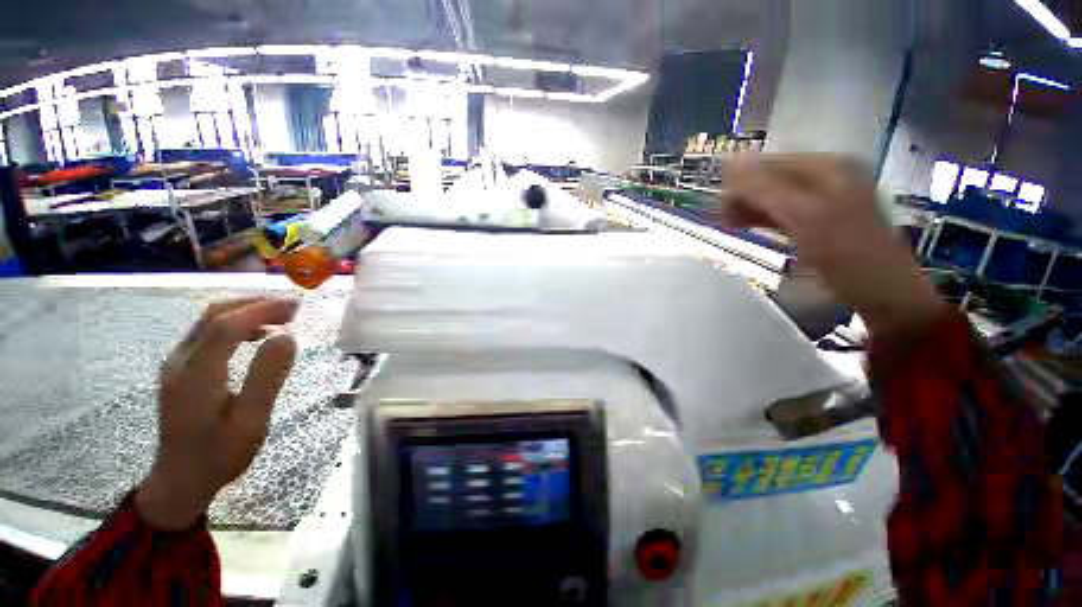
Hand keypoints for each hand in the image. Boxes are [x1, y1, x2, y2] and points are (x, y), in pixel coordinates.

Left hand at [135, 297, 298, 529]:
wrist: (180, 480)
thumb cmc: (220, 455)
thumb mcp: (251, 421)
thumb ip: (267, 377)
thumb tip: (288, 338)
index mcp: (197, 374)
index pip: (227, 326)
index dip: (263, 310)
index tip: (297, 306)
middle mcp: (180, 361)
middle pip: (214, 315)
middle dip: (255, 304)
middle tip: (291, 309)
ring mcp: (176, 364)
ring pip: (208, 321)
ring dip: (245, 312)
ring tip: (281, 318)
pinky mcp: (180, 370)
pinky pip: (206, 333)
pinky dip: (235, 324)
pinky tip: (256, 335)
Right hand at [719, 154, 944, 335]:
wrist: (882, 292)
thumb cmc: (847, 254)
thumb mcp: (805, 217)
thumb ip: (767, 189)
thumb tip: (731, 160)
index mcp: (827, 167)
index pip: (770, 163)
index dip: (740, 180)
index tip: (717, 204)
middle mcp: (824, 177)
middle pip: (770, 179)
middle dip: (743, 196)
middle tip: (721, 218)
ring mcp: (821, 200)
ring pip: (772, 196)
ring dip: (748, 208)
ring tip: (727, 224)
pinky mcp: (816, 220)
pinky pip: (780, 211)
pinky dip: (760, 218)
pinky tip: (743, 226)